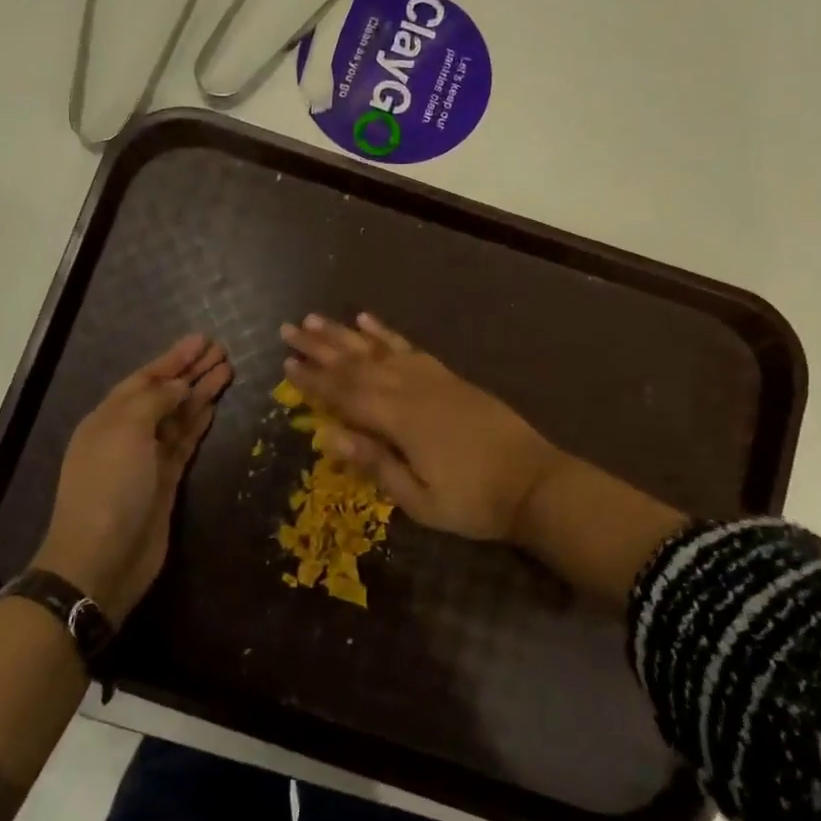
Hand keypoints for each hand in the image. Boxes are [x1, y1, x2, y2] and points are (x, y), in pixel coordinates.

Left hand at [34, 333, 231, 623]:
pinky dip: (198, 423)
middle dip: (190, 371)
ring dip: (200, 393)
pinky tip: (213, 407)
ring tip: (227, 370)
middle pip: (164, 393)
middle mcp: (127, 433)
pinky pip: (184, 443)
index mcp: (109, 416)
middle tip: (222, 350)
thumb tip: (178, 385)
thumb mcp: (125, 431)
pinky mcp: (165, 481)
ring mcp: (147, 458)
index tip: (202, 340)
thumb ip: (154, 401)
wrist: (102, 558)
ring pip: (178, 416)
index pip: (145, 378)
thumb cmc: (109, 487)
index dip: (173, 358)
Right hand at [279, 313, 565, 542]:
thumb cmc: (473, 501)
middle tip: (287, 329)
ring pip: (377, 349)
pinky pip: (410, 348)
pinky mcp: (449, 376)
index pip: (345, 395)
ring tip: (315, 318)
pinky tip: (368, 321)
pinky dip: (386, 333)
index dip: (313, 380)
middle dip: (319, 347)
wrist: (535, 484)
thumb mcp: (419, 499)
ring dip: (344, 333)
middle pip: (356, 364)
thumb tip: (328, 437)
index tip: (285, 363)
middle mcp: (410, 389)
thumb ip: (375, 464)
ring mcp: (431, 378)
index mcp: (399, 420)